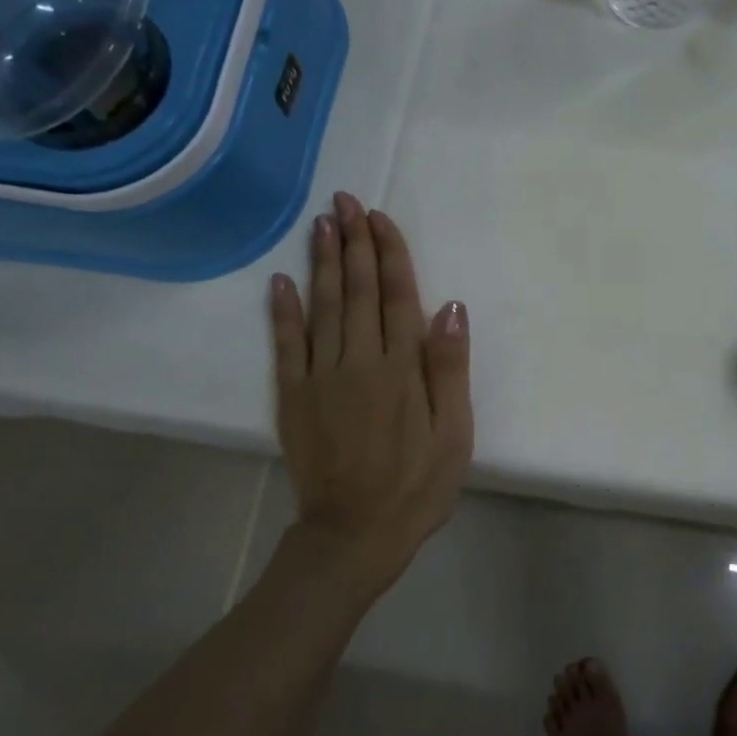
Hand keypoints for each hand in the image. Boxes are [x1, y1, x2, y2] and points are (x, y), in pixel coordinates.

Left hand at [269, 193, 472, 599]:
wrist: (356, 533)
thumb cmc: (418, 485)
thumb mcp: (455, 433)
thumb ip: (450, 368)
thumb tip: (450, 307)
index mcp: (401, 368)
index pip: (395, 296)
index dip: (388, 253)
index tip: (379, 217)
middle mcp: (359, 361)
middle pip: (356, 290)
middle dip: (352, 243)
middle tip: (344, 201)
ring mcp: (320, 377)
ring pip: (321, 307)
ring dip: (321, 262)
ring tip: (320, 224)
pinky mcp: (292, 397)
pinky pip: (286, 345)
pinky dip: (283, 311)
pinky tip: (281, 281)